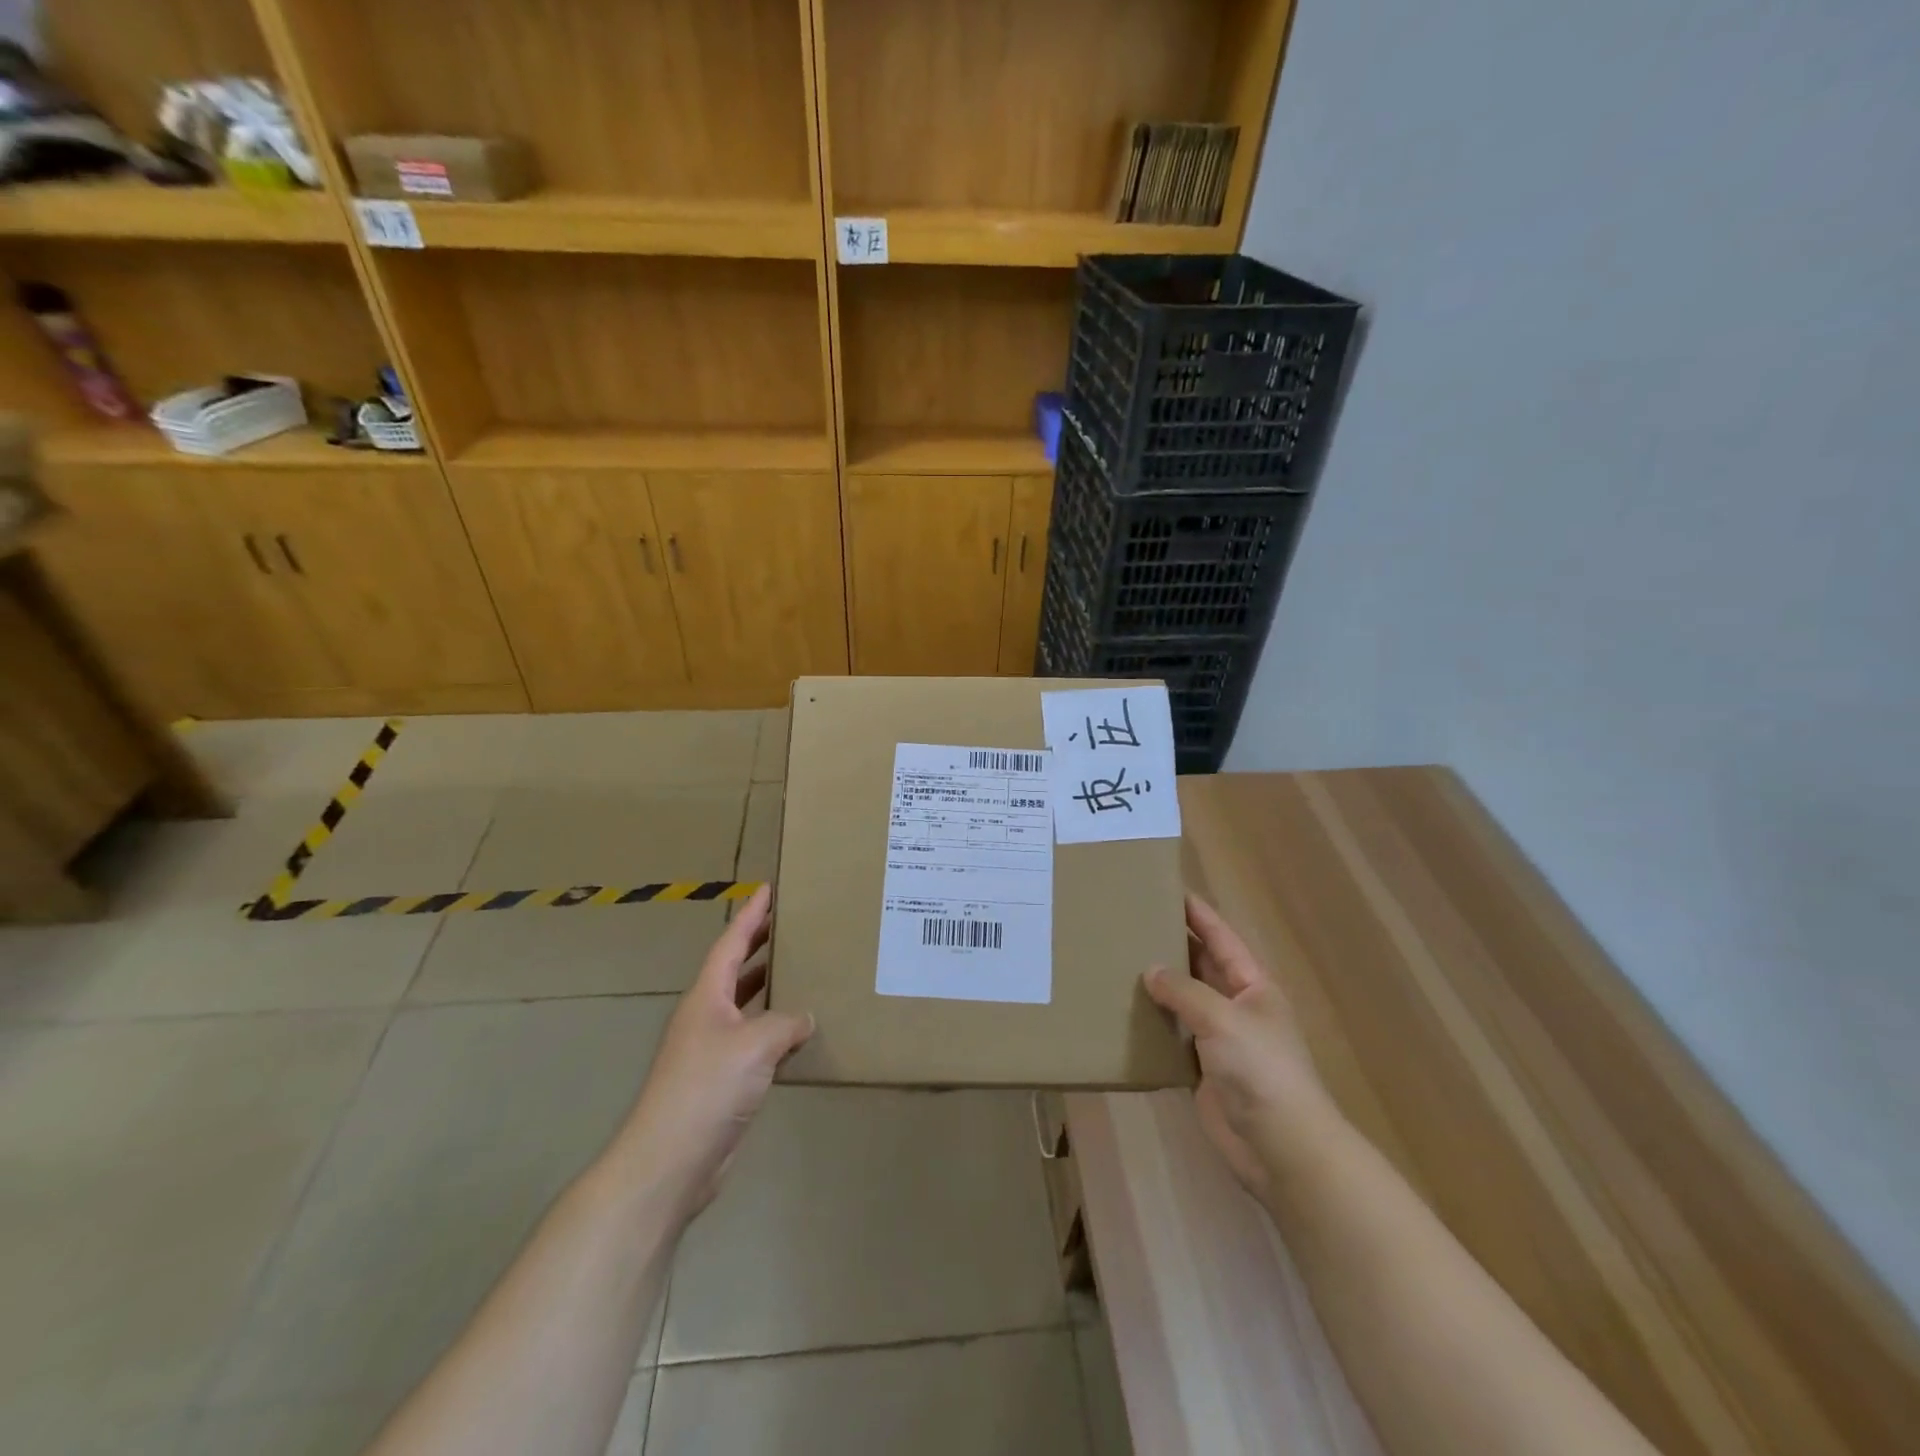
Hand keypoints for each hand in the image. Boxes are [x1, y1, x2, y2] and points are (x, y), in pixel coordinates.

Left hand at [615, 886, 812, 1219]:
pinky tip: (800, 1032)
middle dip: (761, 944)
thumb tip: (806, 1018)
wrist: (670, 1161)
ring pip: (745, 1005)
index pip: (731, 943)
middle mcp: (706, 1016)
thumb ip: (786, 1024)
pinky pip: (754, 1040)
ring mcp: (712, 1050)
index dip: (751, 915)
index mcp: (706, 997)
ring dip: (769, 986)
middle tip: (793, 924)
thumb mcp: (754, 1045)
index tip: (769, 888)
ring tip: (803, 969)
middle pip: (735, 969)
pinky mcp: (723, 1081)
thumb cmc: (706, 1089)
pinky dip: (776, 1029)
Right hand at [1143, 895, 1333, 1200]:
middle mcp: (1237, 1007)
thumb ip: (1184, 991)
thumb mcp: (1222, 1018)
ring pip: (1184, 1001)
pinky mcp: (1203, 1070)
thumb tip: (1151, 971)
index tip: (1169, 889)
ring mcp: (1220, 1040)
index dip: (1198, 914)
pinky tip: (1124, 1012)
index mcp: (1253, 986)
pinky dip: (1153, 1024)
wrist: (1281, 1147)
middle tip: (1132, 924)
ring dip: (1159, 985)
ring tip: (1119, 962)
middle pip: (1201, 966)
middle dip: (1172, 945)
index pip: (1221, 938)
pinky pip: (1173, 1036)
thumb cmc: (1260, 1070)